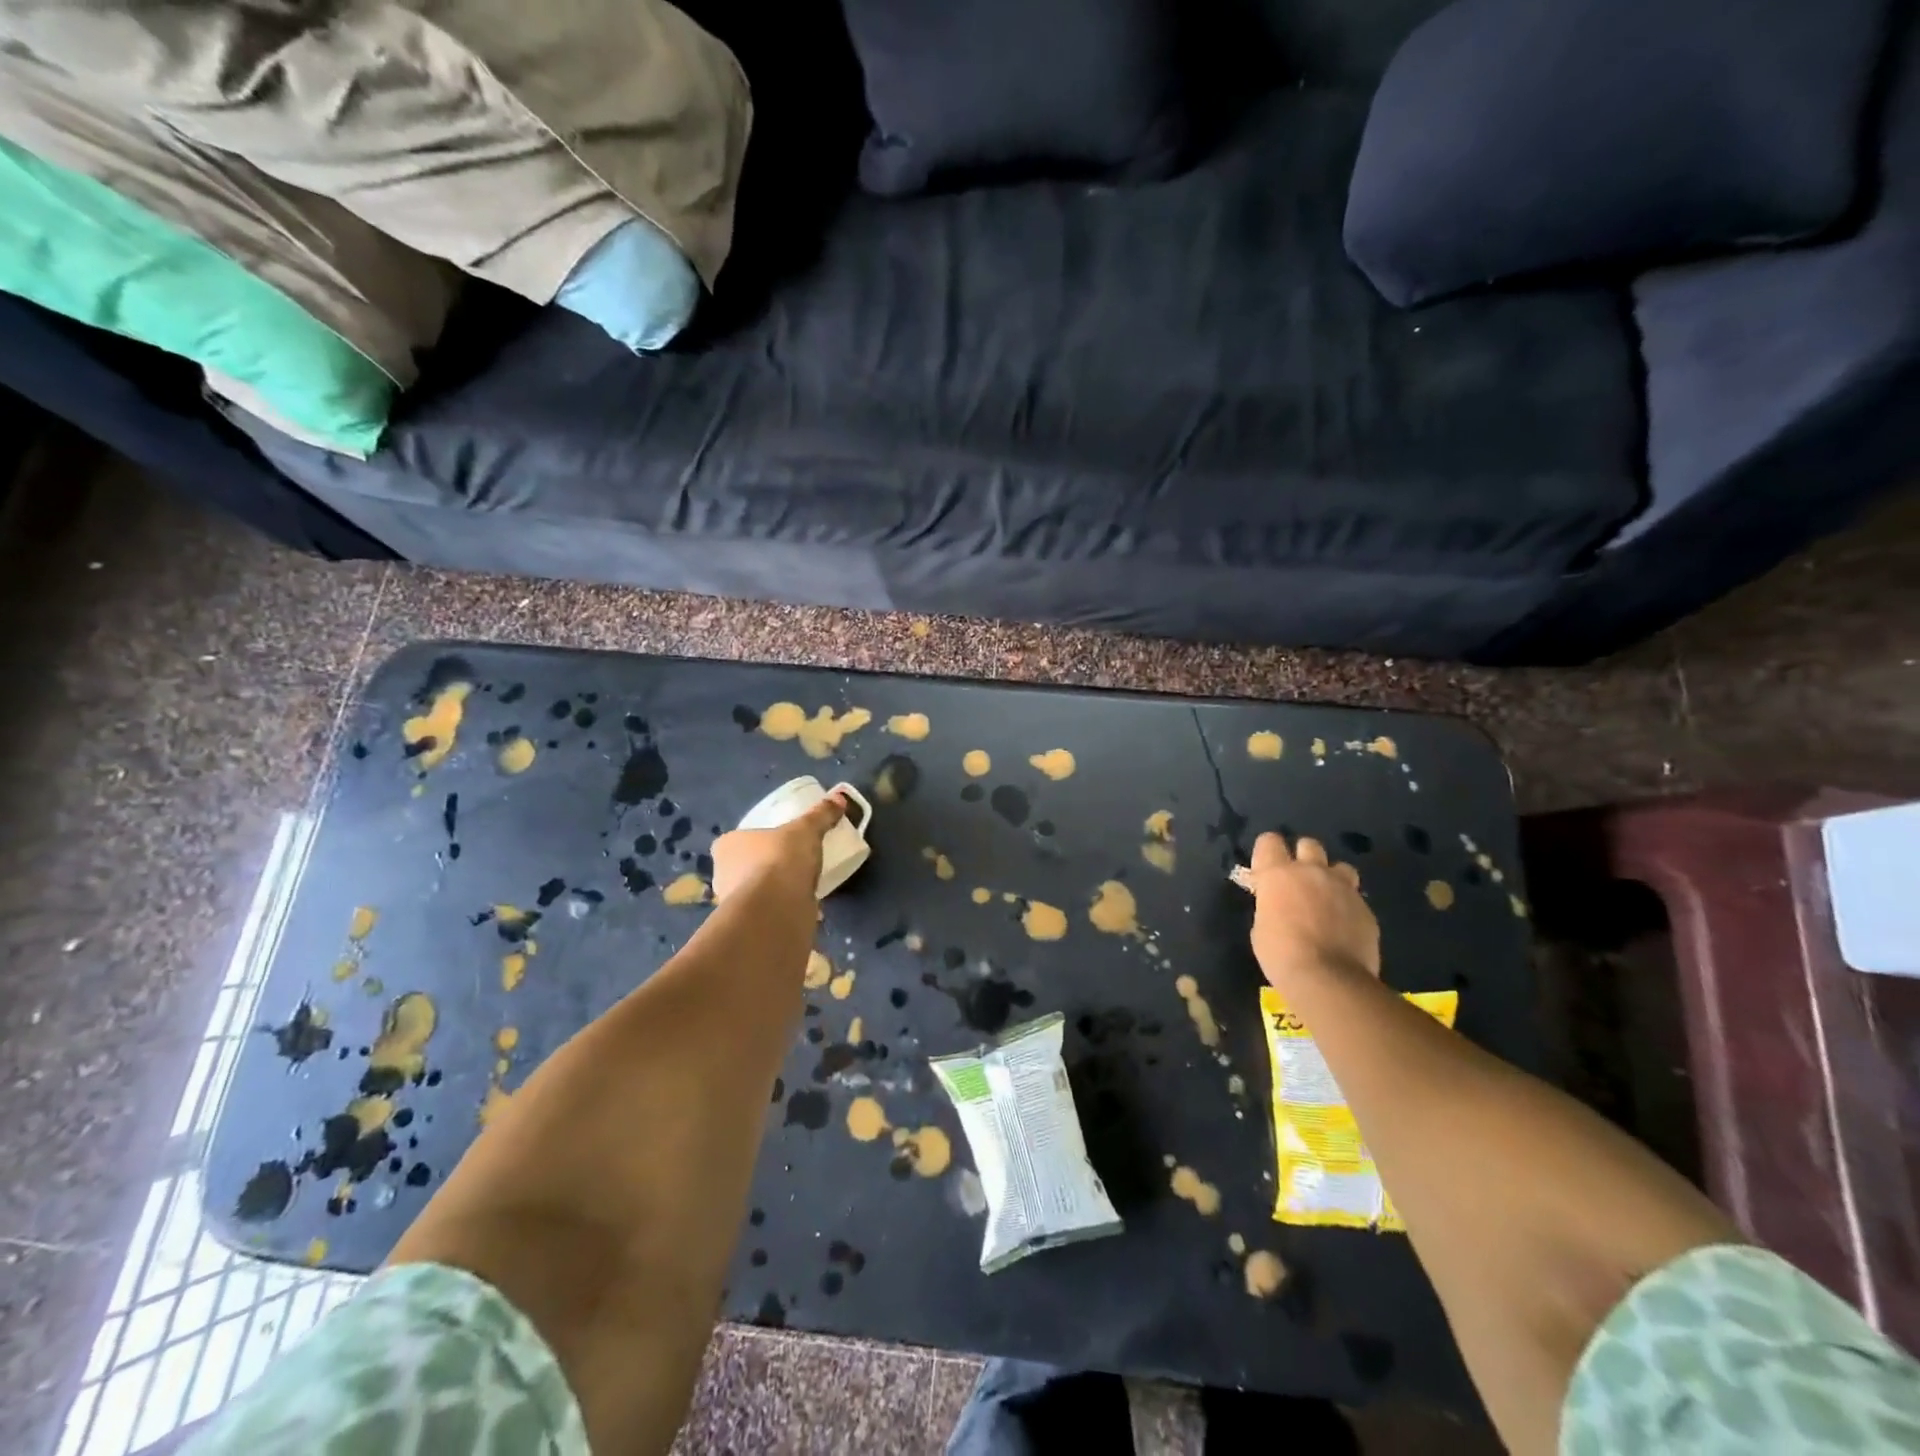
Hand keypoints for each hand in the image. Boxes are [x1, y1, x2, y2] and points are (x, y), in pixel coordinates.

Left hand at [710, 793, 845, 903]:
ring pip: (753, 892)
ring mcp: (733, 904)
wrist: (776, 908)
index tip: (774, 843)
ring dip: (771, 891)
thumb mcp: (806, 830)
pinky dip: (780, 910)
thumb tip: (839, 798)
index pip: (733, 841)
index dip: (752, 841)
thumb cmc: (781, 858)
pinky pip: (767, 912)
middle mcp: (722, 874)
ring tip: (798, 887)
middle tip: (789, 863)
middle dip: (762, 867)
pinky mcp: (749, 925)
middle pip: (742, 867)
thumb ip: (820, 815)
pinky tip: (800, 907)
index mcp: (726, 846)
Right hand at [1248, 832, 1379, 986]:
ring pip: (1340, 866)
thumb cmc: (1281, 954)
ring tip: (1327, 900)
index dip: (1267, 853)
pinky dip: (1347, 906)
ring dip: (1331, 878)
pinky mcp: (1366, 908)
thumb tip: (1279, 905)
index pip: (1269, 841)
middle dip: (1303, 858)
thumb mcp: (1262, 927)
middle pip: (1309, 844)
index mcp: (1279, 874)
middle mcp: (1312, 872)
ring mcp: (1343, 888)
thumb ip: (1271, 906)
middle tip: (1298, 882)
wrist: (1328, 979)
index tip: (1266, 872)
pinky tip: (1343, 927)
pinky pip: (1355, 897)